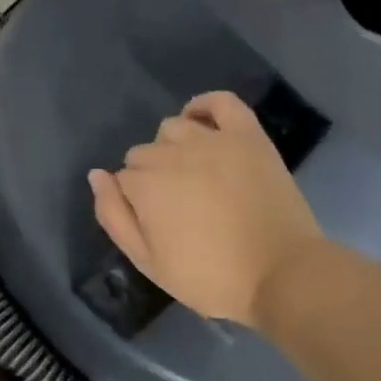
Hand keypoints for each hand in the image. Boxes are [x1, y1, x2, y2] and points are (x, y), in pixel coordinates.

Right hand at [88, 92, 321, 328]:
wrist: (283, 275)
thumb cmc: (211, 277)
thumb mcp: (148, 262)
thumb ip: (114, 217)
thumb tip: (97, 176)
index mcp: (145, 185)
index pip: (122, 179)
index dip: (135, 203)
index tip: (155, 225)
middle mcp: (173, 154)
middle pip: (144, 153)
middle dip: (150, 177)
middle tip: (176, 209)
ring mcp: (213, 141)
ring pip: (173, 127)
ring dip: (172, 147)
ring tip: (191, 175)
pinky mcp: (247, 137)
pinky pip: (221, 102)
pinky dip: (205, 105)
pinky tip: (201, 122)